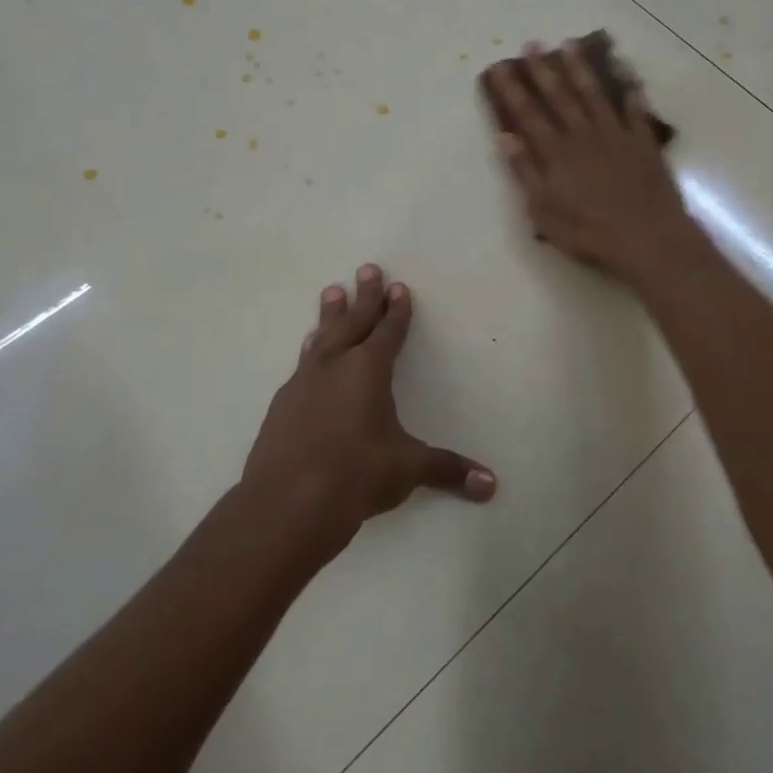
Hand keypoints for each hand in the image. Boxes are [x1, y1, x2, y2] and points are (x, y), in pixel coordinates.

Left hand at [242, 264, 495, 551]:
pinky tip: (307, 352)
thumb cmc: (357, 475)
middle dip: (364, 296)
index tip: (399, 287)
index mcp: (368, 371)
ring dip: (329, 316)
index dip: (397, 310)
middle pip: (353, 322)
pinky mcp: (281, 407)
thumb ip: (448, 470)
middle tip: (367, 269)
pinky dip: (310, 351)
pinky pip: (301, 366)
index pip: (388, 332)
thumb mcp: (408, 469)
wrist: (287, 504)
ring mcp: (303, 385)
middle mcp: (335, 368)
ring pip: (321, 339)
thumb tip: (491, 486)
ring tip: (330, 293)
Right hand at [484, 40, 695, 283]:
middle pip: (560, 97)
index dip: (513, 90)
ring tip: (570, 45)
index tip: (500, 67)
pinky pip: (636, 109)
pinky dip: (631, 89)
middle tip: (533, 44)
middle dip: (543, 70)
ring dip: (582, 69)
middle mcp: (583, 136)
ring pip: (595, 94)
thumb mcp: (544, 212)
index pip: (528, 115)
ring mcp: (616, 136)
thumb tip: (505, 137)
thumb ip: (525, 173)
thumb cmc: (590, 233)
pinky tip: (627, 72)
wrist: (647, 238)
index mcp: (556, 153)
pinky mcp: (643, 143)